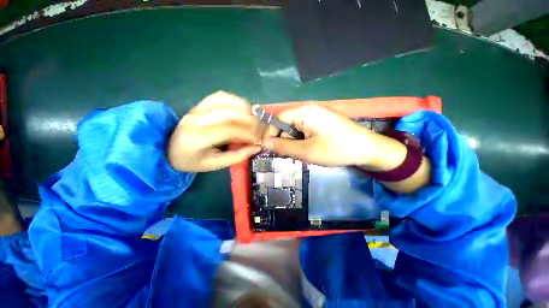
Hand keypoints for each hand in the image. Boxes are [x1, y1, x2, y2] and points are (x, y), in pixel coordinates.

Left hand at [168, 91, 260, 171]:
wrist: (170, 149)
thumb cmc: (193, 160)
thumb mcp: (215, 165)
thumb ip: (237, 156)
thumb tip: (257, 146)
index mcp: (198, 139)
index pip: (229, 130)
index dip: (248, 133)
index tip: (259, 139)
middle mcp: (196, 119)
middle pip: (229, 113)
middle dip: (250, 120)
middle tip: (260, 129)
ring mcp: (197, 108)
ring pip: (225, 100)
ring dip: (244, 108)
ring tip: (254, 119)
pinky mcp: (199, 104)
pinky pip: (220, 96)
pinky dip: (235, 100)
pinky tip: (243, 109)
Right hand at [263, 104, 377, 166]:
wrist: (367, 149)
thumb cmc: (336, 149)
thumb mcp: (306, 151)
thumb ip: (283, 147)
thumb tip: (264, 143)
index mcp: (303, 112)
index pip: (277, 119)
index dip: (271, 134)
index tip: (269, 149)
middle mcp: (308, 110)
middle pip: (286, 124)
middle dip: (285, 140)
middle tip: (292, 154)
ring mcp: (316, 116)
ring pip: (295, 129)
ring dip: (295, 142)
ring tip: (305, 153)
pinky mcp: (321, 122)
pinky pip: (304, 131)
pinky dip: (303, 141)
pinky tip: (311, 149)